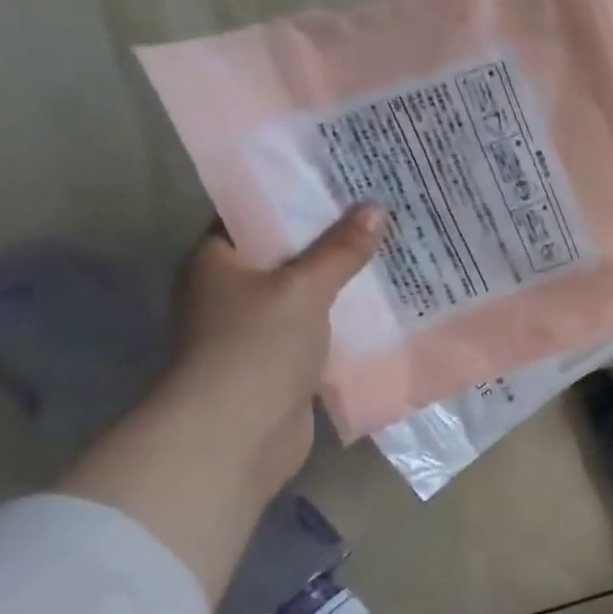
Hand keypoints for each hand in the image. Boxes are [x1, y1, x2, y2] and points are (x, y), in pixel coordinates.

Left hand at [162, 205, 385, 501]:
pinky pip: (322, 329)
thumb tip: (375, 209)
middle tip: (381, 212)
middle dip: (332, 239)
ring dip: (344, 281)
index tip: (344, 180)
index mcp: (218, 260)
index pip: (256, 213)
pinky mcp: (284, 362)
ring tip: (393, 252)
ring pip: (309, 294)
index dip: (298, 195)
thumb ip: (339, 250)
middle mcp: (233, 290)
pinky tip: (385, 305)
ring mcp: (259, 329)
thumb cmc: (257, 346)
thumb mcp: (302, 288)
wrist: (239, 433)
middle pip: (288, 253)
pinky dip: (347, 319)